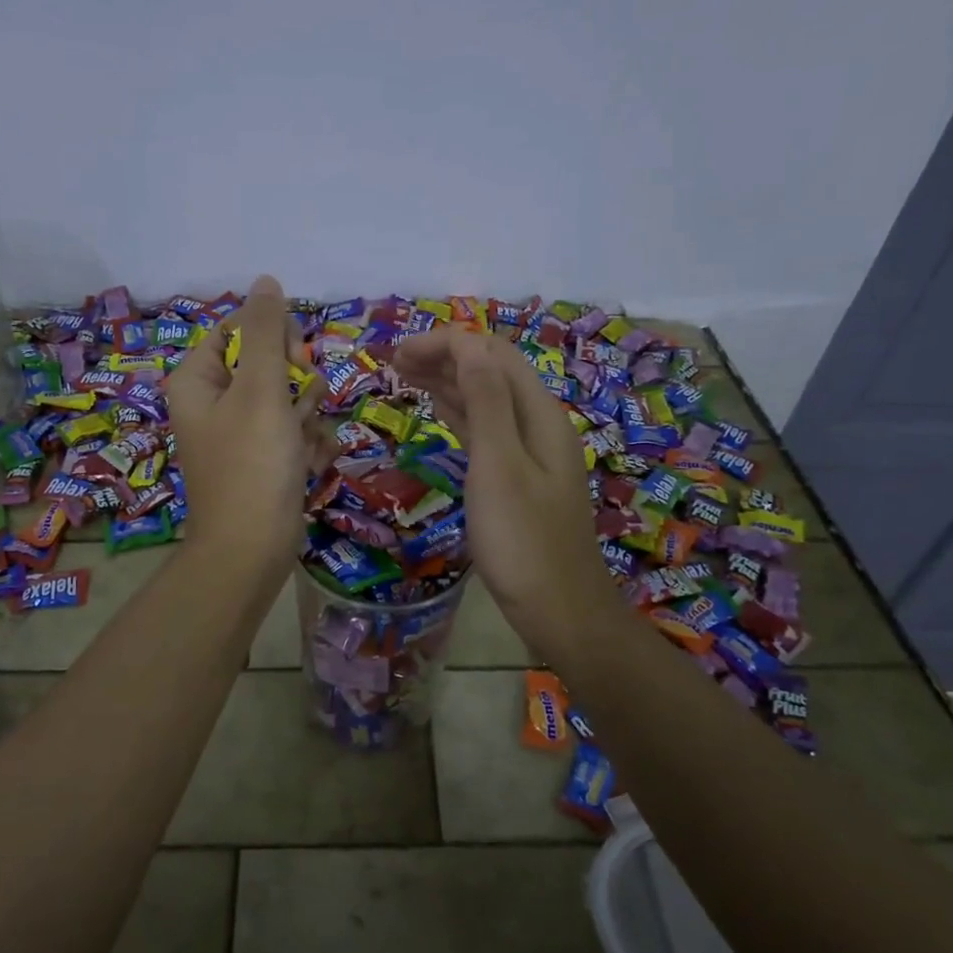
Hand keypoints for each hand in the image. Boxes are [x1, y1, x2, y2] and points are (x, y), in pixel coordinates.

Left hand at [163, 275, 320, 578]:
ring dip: (308, 418)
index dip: (273, 337)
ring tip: (302, 447)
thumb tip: (266, 280)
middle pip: (269, 364)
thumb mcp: (261, 390)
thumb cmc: (252, 464)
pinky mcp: (264, 461)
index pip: (238, 330)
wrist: (252, 550)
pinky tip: (307, 467)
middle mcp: (215, 403)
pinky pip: (295, 434)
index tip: (295, 359)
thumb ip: (266, 332)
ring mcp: (241, 435)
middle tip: (300, 408)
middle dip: (297, 385)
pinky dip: (307, 447)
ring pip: (290, 400)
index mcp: (198, 380)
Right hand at [394, 329, 624, 665]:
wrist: (559, 609)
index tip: (397, 352)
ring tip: (403, 374)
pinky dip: (457, 412)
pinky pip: (484, 429)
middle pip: (489, 371)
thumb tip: (468, 345)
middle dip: (444, 357)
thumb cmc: (523, 541)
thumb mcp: (499, 467)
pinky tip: (436, 408)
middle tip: (393, 360)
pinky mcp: (515, 477)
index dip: (447, 343)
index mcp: (539, 415)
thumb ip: (486, 402)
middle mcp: (537, 424)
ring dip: (447, 381)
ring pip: (485, 399)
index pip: (491, 355)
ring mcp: (528, 452)